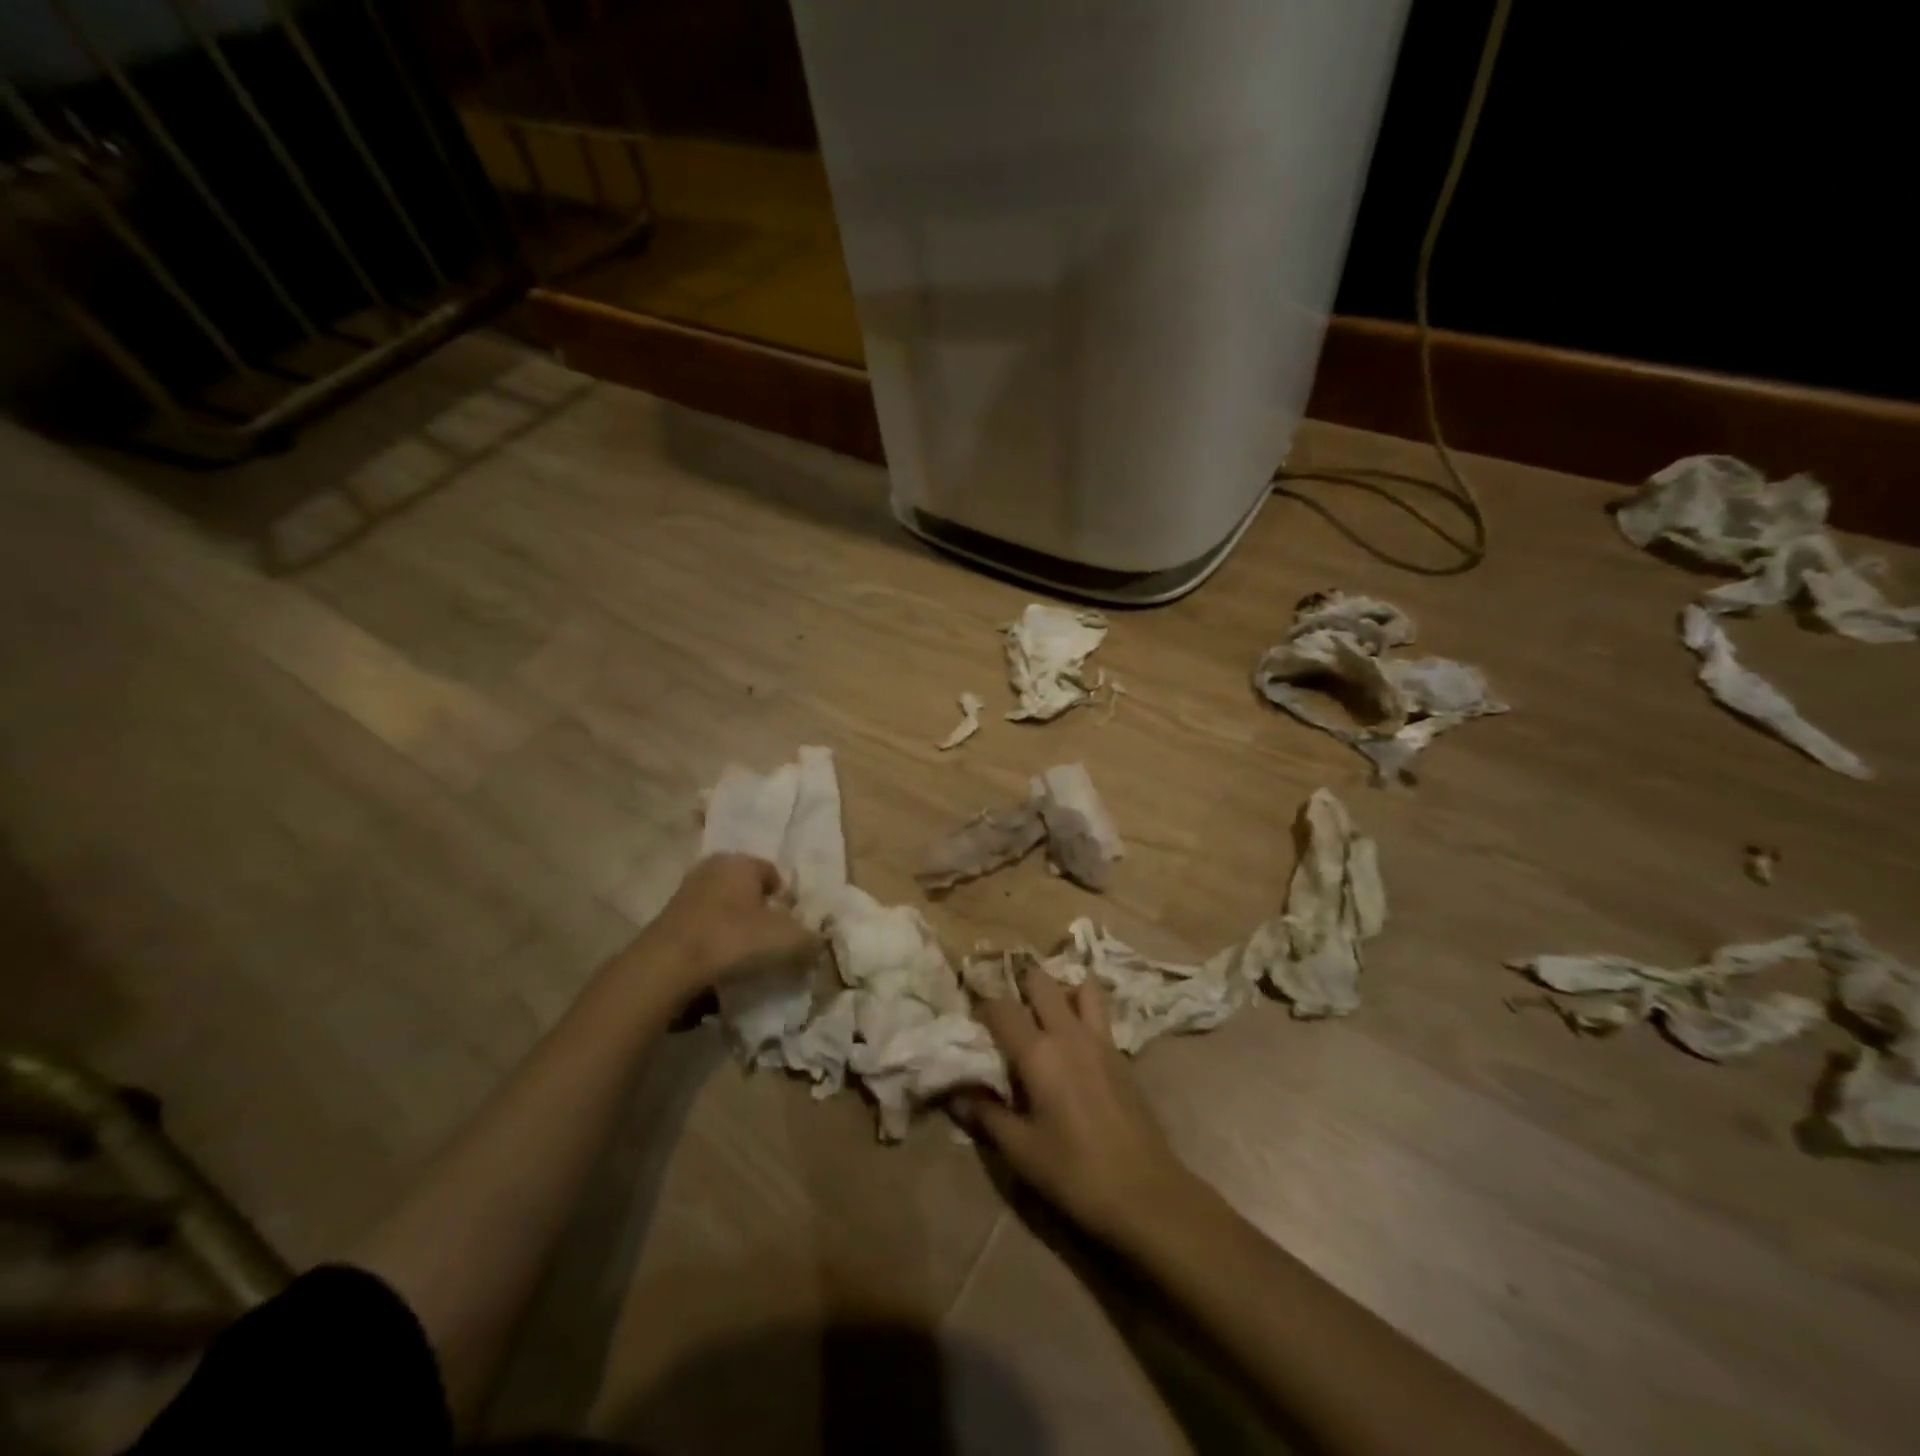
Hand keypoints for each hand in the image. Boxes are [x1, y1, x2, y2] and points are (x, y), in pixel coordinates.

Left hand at [628, 854, 818, 1004]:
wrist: (668, 966)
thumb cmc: (734, 939)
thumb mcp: (788, 940)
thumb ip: (811, 939)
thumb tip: (818, 943)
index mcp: (741, 861)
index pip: (773, 874)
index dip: (786, 900)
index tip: (791, 927)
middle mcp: (712, 868)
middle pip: (746, 890)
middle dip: (759, 912)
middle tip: (770, 941)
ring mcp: (686, 892)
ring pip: (723, 908)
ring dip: (734, 927)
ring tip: (745, 957)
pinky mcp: (667, 919)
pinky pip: (702, 927)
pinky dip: (713, 941)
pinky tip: (719, 964)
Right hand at [964, 970, 1199, 1249]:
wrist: (1145, 1192)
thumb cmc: (1075, 1172)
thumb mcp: (1020, 1150)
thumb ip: (986, 1115)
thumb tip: (956, 1093)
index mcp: (1038, 1053)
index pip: (1002, 1008)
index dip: (982, 1004)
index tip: (971, 1014)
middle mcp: (1068, 1033)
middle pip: (1041, 982)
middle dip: (1019, 983)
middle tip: (1006, 1005)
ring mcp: (1100, 1039)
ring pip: (1079, 987)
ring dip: (1059, 989)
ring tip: (1044, 1010)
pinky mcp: (1121, 1053)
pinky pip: (1099, 1012)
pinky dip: (1083, 1008)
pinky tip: (1073, 1037)